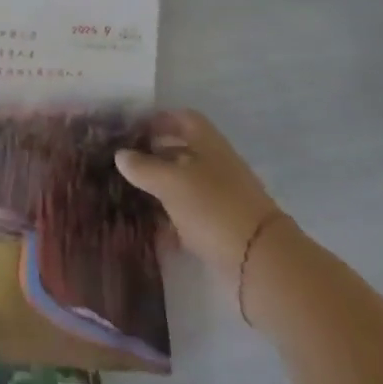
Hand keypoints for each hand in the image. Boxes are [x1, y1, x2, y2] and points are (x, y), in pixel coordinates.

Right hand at [116, 109, 280, 279]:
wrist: (261, 264)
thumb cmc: (213, 207)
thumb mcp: (171, 182)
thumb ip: (143, 167)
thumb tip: (120, 155)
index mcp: (208, 144)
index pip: (183, 119)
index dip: (161, 120)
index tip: (135, 129)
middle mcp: (216, 166)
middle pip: (183, 153)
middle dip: (155, 157)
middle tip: (126, 164)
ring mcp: (222, 200)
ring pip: (185, 187)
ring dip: (162, 191)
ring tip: (132, 197)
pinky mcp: (223, 230)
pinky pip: (191, 218)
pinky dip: (173, 222)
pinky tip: (153, 232)